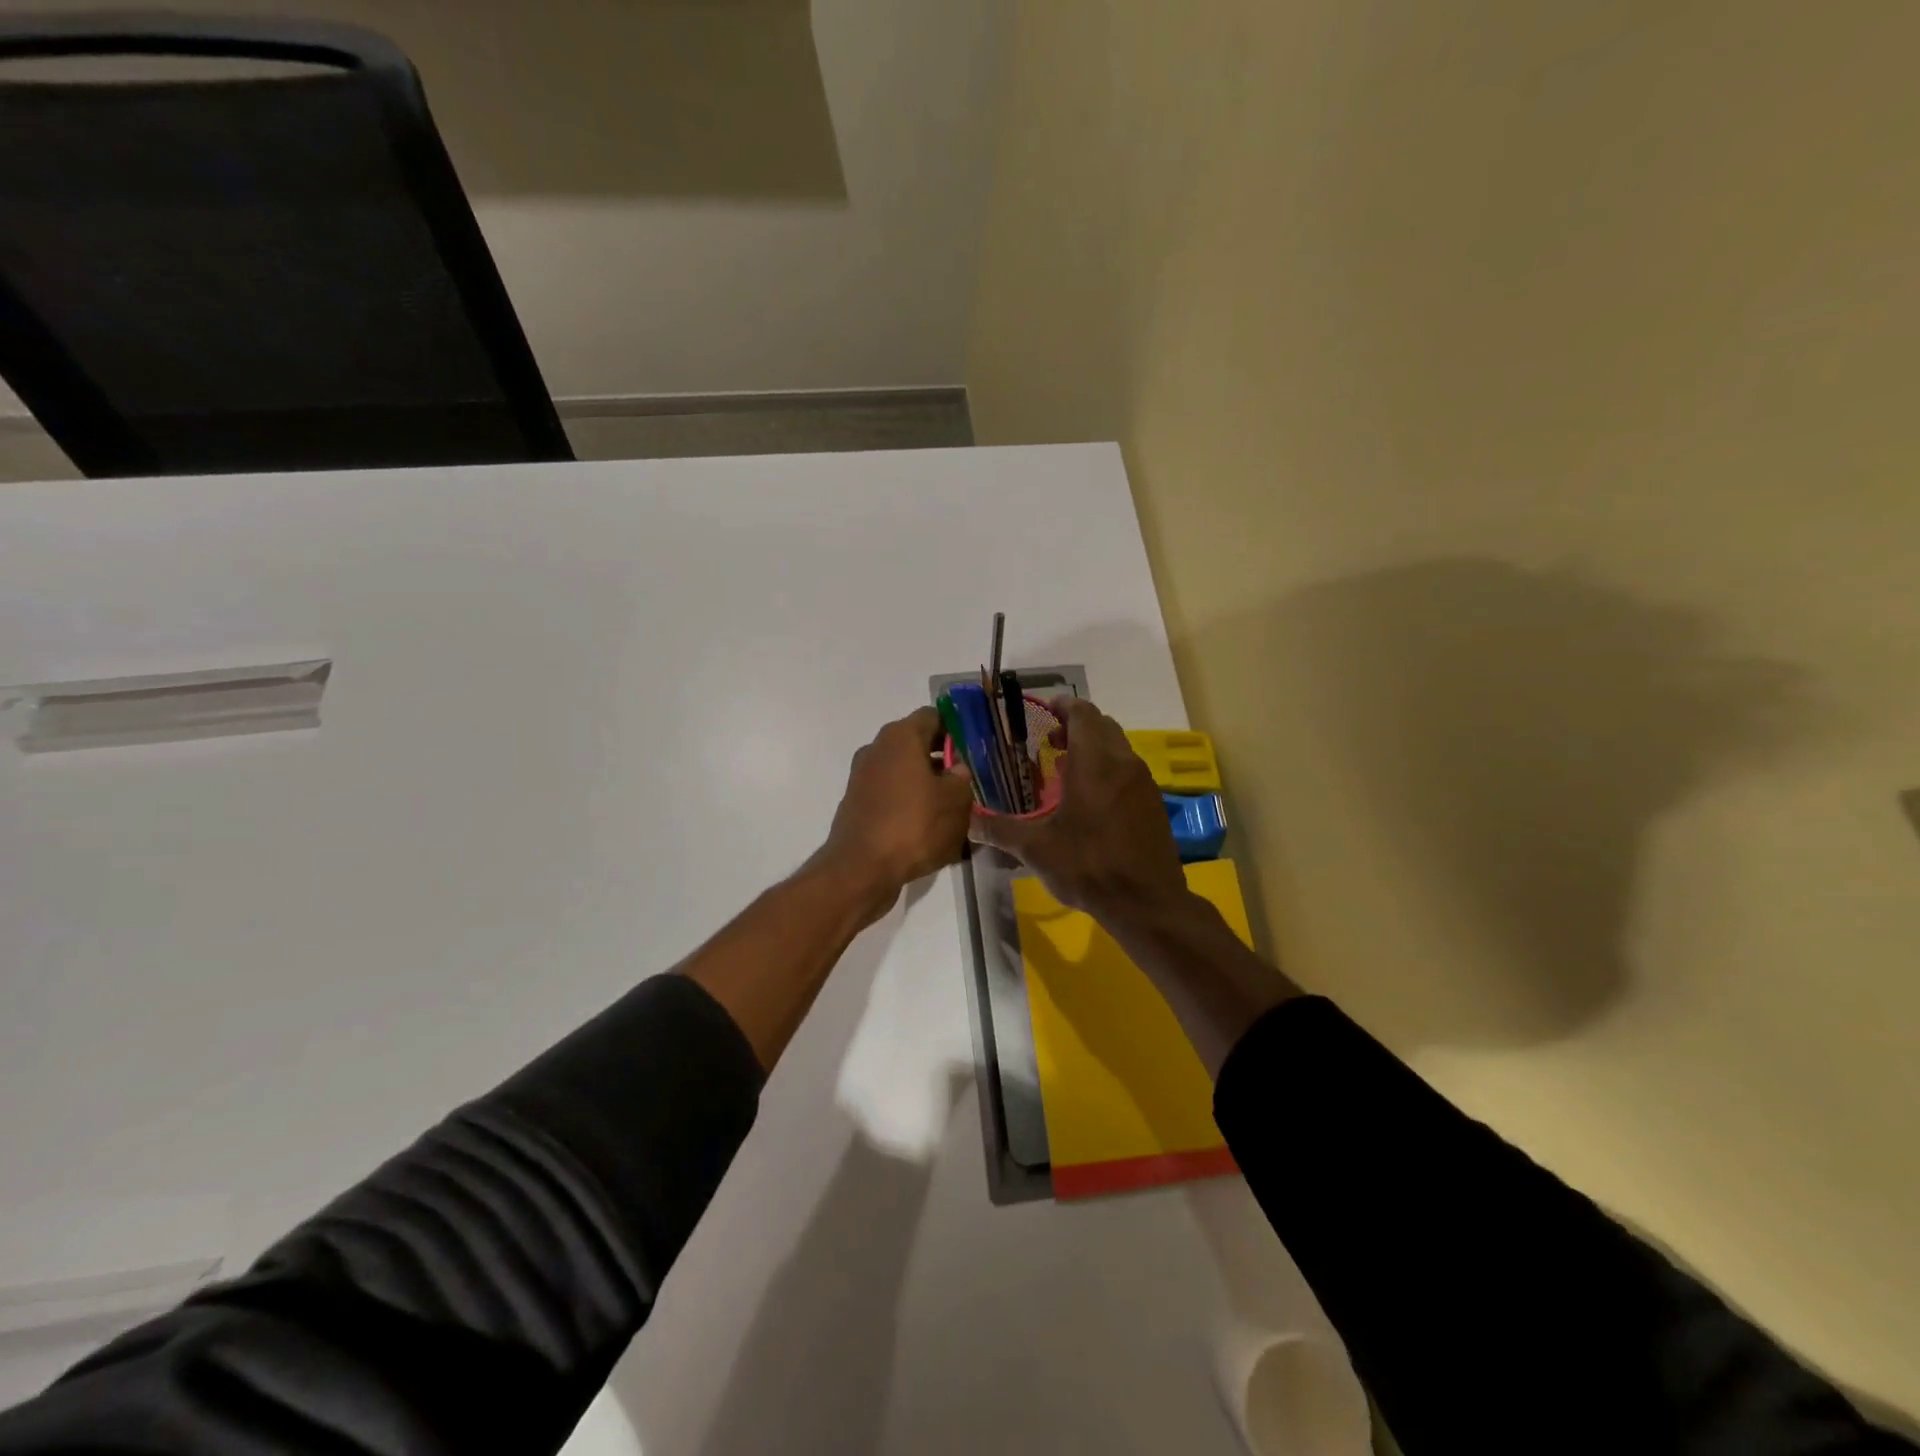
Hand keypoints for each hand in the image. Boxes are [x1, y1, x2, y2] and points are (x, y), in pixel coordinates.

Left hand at [817, 706, 974, 919]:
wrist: (861, 869)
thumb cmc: (914, 825)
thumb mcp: (955, 801)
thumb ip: (962, 778)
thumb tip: (957, 769)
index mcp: (901, 737)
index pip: (933, 716)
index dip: (956, 727)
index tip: (975, 746)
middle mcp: (877, 749)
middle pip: (917, 743)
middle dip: (943, 758)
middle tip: (969, 777)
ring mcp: (863, 777)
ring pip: (904, 771)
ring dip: (926, 782)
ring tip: (953, 806)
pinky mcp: (858, 804)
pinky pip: (891, 794)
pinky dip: (909, 803)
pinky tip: (928, 826)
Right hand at [971, 698, 1189, 919]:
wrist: (1146, 903)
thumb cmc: (1088, 867)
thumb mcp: (1036, 849)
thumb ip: (999, 829)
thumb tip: (966, 821)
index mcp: (1095, 763)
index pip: (1083, 714)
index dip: (1063, 706)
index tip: (1043, 711)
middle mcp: (1123, 763)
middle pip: (1102, 725)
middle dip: (1075, 726)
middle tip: (1049, 742)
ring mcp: (1143, 782)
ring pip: (1118, 746)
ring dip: (1093, 747)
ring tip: (1065, 770)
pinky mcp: (1153, 802)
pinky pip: (1128, 769)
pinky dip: (1108, 768)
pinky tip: (1090, 799)